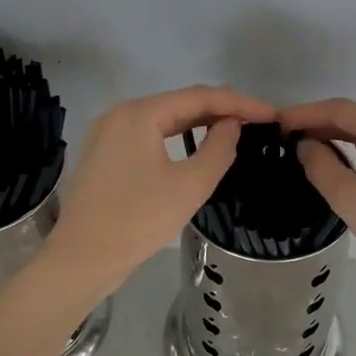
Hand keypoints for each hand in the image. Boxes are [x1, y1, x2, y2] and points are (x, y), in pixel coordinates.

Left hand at [43, 85, 275, 298]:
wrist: (83, 258)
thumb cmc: (139, 219)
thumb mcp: (190, 185)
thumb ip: (219, 148)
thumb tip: (232, 125)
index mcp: (139, 113)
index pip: (199, 97)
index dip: (240, 103)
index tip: (272, 113)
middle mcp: (120, 114)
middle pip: (180, 103)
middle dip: (220, 109)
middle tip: (258, 119)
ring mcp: (108, 134)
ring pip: (164, 120)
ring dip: (199, 123)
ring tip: (234, 128)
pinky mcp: (105, 155)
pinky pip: (149, 136)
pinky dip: (177, 138)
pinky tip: (197, 147)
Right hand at [280, 98, 355, 302]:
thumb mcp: (352, 199)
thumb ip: (322, 166)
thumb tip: (307, 145)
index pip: (341, 109)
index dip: (305, 113)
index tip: (276, 122)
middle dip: (324, 126)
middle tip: (288, 138)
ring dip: (345, 141)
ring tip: (313, 151)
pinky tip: (352, 169)